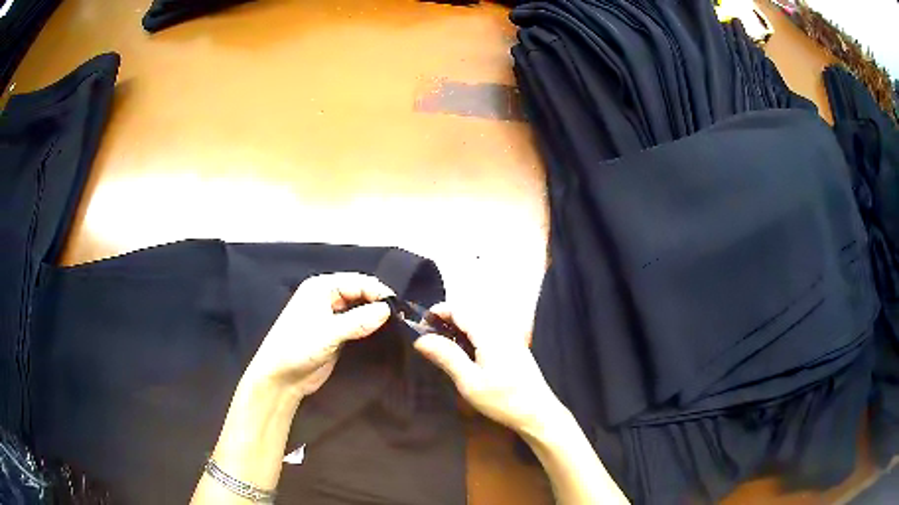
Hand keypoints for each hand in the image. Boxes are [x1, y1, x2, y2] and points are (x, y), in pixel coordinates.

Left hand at [245, 273, 394, 398]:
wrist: (281, 377)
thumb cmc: (298, 348)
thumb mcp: (329, 333)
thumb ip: (359, 320)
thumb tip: (387, 309)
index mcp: (320, 287)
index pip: (357, 282)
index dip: (378, 292)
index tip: (400, 307)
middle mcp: (326, 296)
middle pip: (360, 292)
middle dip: (378, 302)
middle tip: (402, 317)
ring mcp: (330, 315)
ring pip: (359, 308)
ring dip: (375, 314)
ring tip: (397, 324)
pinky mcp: (334, 332)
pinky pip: (356, 323)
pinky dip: (369, 326)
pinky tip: (383, 332)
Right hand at [414, 303, 566, 434]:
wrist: (537, 413)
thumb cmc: (502, 400)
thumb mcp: (469, 381)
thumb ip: (446, 356)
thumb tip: (421, 339)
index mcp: (490, 333)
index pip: (460, 309)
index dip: (439, 311)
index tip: (421, 324)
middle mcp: (502, 329)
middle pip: (470, 311)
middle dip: (448, 318)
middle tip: (429, 337)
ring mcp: (511, 337)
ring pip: (480, 320)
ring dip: (460, 326)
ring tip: (444, 345)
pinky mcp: (515, 346)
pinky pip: (489, 330)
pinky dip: (473, 334)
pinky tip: (466, 353)